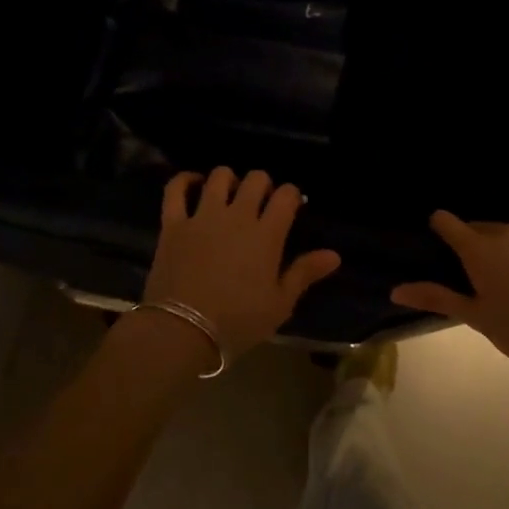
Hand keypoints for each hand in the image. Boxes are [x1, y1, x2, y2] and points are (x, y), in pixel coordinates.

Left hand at [145, 168, 341, 362]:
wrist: (183, 331)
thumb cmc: (238, 321)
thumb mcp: (280, 304)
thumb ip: (305, 273)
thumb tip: (334, 255)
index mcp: (267, 234)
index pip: (286, 196)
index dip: (291, 195)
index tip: (291, 206)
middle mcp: (237, 215)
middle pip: (256, 179)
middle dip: (263, 184)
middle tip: (261, 202)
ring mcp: (203, 216)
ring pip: (219, 176)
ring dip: (229, 179)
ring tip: (230, 194)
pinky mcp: (174, 223)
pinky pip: (176, 189)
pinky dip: (185, 180)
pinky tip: (193, 183)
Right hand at [390, 211, 508, 375]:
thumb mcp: (477, 318)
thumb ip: (436, 297)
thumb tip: (396, 289)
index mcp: (480, 249)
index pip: (447, 221)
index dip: (442, 229)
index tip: (445, 245)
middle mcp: (508, 230)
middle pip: (484, 229)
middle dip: (482, 248)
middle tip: (492, 280)